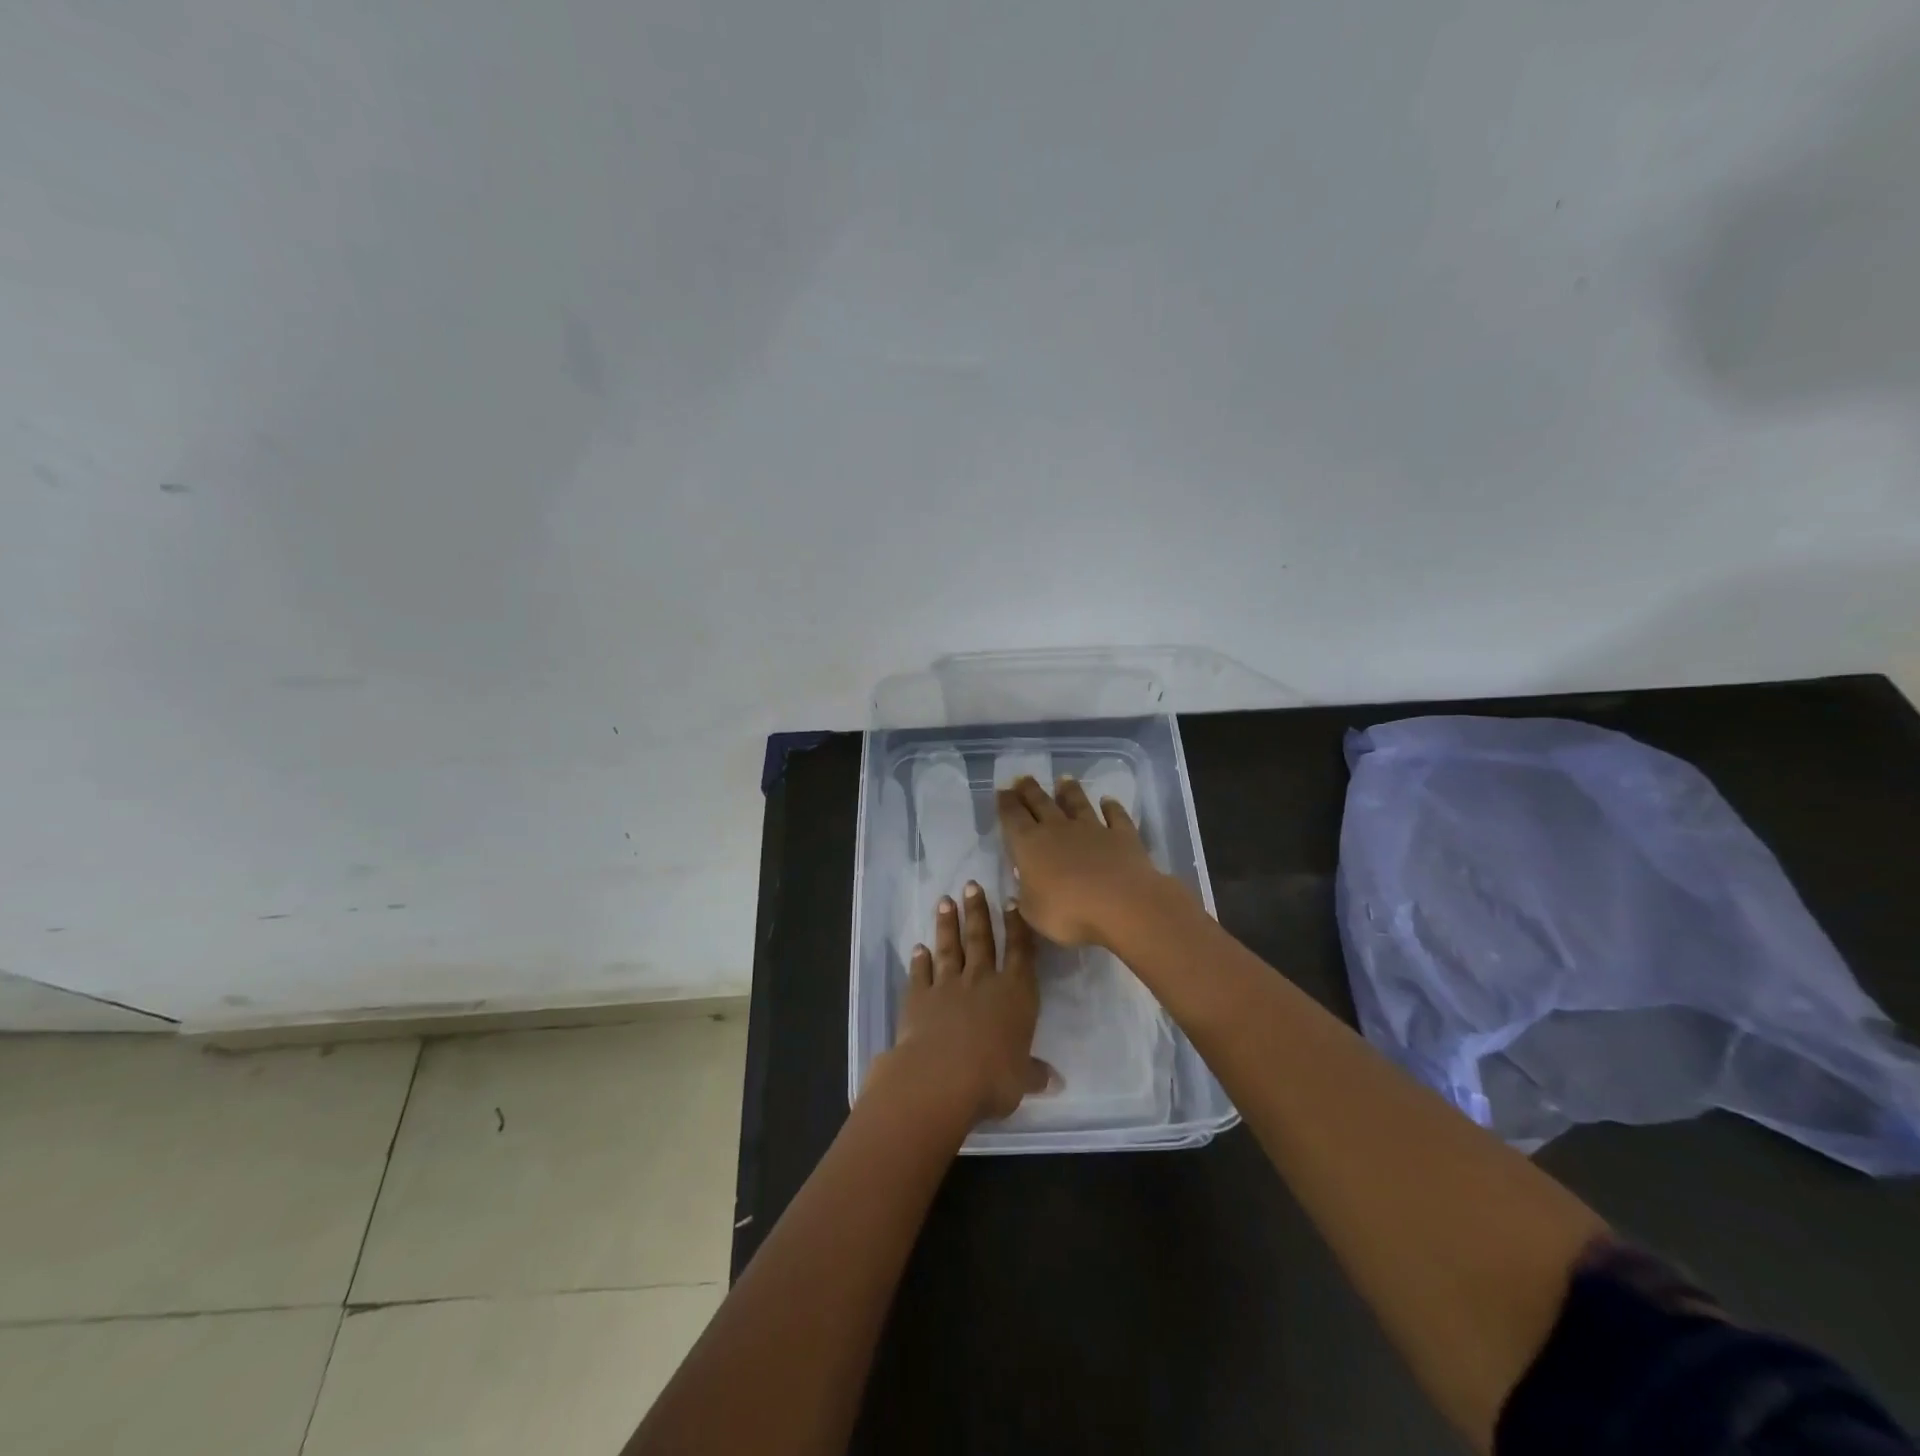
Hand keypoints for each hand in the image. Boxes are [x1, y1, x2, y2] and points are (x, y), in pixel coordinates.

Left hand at [884, 881, 1051, 1122]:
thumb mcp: (1021, 1080)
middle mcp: (982, 980)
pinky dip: (919, 960)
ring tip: (944, 901)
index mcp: (1015, 993)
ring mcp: (948, 985)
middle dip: (977, 910)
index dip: (1017, 926)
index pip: (1019, 951)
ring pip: (949, 947)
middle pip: (981, 938)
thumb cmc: (993, 1079)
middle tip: (971, 885)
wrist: (940, 1078)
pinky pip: (920, 973)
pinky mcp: (919, 997)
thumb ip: (1034, 1073)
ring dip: (947, 924)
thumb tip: (1056, 1082)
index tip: (1011, 901)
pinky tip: (918, 948)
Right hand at [995, 775, 1173, 946]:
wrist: (1123, 905)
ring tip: (1063, 779)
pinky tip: (1109, 800)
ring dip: (1069, 791)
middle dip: (1030, 790)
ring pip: (1077, 803)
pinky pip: (1115, 816)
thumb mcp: (1033, 913)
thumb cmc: (1069, 913)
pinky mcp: (1122, 836)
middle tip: (1023, 778)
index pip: (1013, 818)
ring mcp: (1092, 829)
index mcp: (1030, 845)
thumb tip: (1022, 884)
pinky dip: (1111, 807)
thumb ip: (1025, 896)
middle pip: (1041, 803)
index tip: (1002, 790)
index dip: (1006, 804)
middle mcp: (1058, 829)